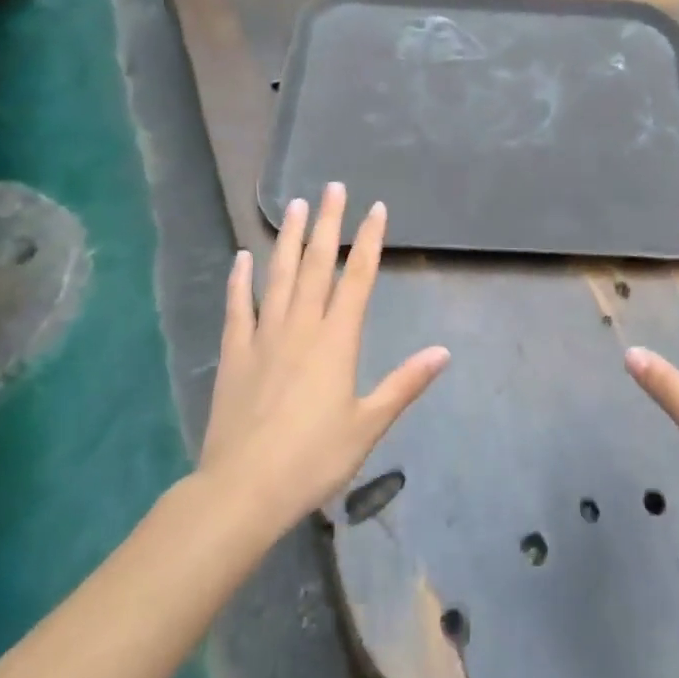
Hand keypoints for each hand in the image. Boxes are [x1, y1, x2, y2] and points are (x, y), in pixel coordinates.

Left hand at [197, 183, 449, 534]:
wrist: (243, 490)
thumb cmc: (313, 458)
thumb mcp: (369, 424)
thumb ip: (405, 384)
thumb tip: (444, 351)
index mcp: (337, 340)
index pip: (358, 278)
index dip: (370, 241)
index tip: (376, 208)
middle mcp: (302, 327)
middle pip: (318, 265)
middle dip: (329, 223)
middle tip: (333, 187)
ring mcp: (264, 336)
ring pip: (279, 276)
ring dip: (290, 239)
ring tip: (295, 205)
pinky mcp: (234, 354)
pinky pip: (238, 307)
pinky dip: (240, 280)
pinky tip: (242, 257)